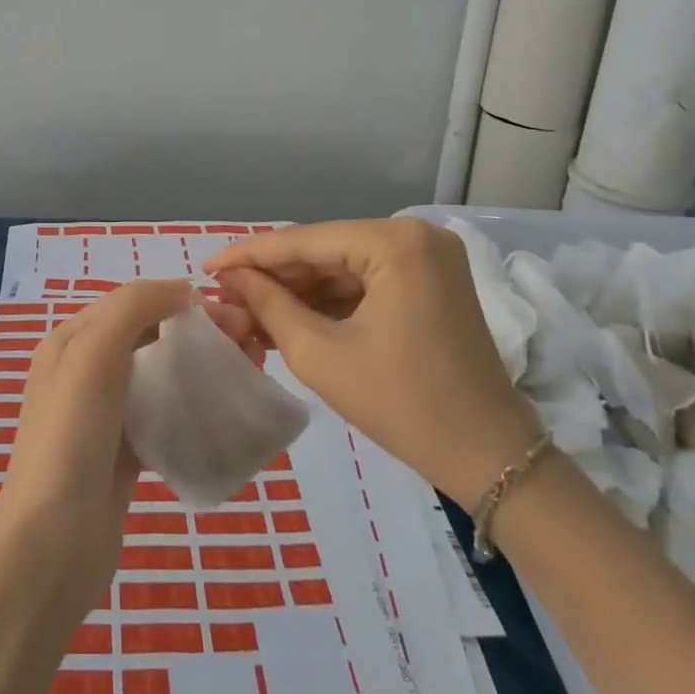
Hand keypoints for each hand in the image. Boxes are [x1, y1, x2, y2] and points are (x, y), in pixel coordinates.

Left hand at [0, 281, 258, 615]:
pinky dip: (194, 406)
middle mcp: (84, 371)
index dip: (182, 299)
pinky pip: (165, 416)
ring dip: (202, 366)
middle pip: (151, 336)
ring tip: (248, 371)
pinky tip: (226, 412)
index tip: (234, 315)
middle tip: (251, 344)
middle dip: (199, 332)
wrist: (53, 545)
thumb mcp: (93, 353)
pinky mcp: (124, 454)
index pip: (134, 302)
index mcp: (71, 341)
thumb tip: (184, 290)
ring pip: (161, 375)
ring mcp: (104, 415)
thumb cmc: (71, 437)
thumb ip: (133, 307)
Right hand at [206, 219, 541, 509]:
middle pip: (324, 249)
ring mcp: (428, 258)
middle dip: (274, 276)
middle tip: (225, 296)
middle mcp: (415, 235)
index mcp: (395, 243)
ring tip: (248, 311)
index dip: (249, 255)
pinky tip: (289, 316)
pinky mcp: (431, 282)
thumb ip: (268, 305)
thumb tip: (229, 279)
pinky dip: (329, 300)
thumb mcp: (320, 354)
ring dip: (298, 289)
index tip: (205, 269)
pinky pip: (366, 281)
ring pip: (343, 265)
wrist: (489, 458)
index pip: (304, 240)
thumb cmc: (402, 404)